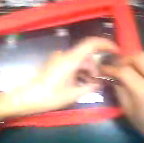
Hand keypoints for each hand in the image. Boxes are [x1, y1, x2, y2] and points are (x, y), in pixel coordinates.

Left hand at [0, 37, 117, 120]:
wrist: (27, 98)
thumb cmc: (49, 97)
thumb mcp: (71, 94)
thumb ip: (88, 88)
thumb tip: (99, 84)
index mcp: (69, 60)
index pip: (91, 44)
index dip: (106, 45)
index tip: (116, 52)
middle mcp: (63, 56)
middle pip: (85, 56)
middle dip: (94, 67)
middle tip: (98, 81)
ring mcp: (56, 60)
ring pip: (76, 62)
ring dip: (85, 72)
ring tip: (88, 85)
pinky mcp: (52, 66)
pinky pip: (68, 66)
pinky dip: (76, 73)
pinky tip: (77, 83)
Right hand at [101, 52, 143, 141]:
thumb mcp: (126, 108)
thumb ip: (119, 90)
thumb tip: (111, 77)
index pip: (126, 72)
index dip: (111, 68)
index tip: (101, 67)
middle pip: (140, 57)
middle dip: (123, 59)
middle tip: (113, 64)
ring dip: (131, 61)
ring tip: (121, 67)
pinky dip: (140, 68)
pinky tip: (135, 75)